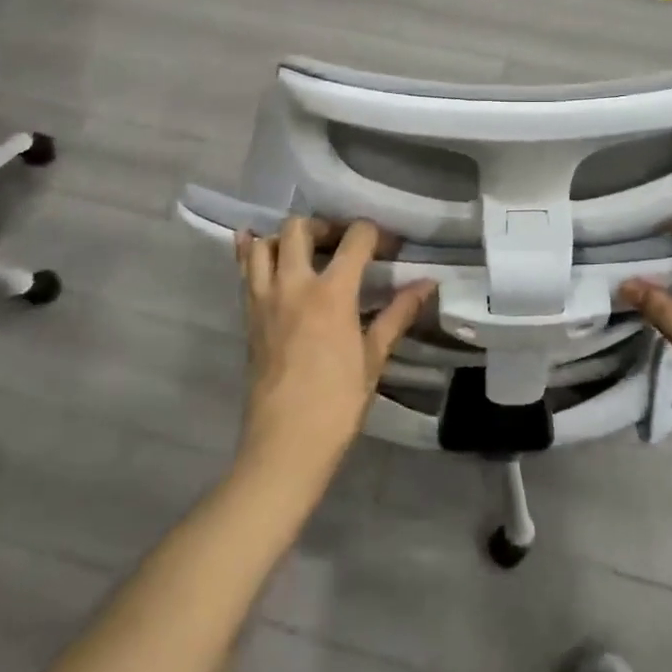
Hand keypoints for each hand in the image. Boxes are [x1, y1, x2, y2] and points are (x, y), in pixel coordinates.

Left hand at [235, 217, 434, 486]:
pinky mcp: (247, 316)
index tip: (389, 247)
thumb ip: (398, 313)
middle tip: (342, 245)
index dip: (376, 234)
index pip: (355, 238)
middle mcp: (294, 285)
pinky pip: (244, 271)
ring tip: (305, 252)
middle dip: (325, 226)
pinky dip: (249, 252)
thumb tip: (427, 284)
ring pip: (265, 243)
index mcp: (332, 293)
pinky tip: (257, 247)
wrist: (285, 444)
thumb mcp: (374, 357)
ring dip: (285, 238)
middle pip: (300, 227)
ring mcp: (264, 298)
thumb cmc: (338, 403)